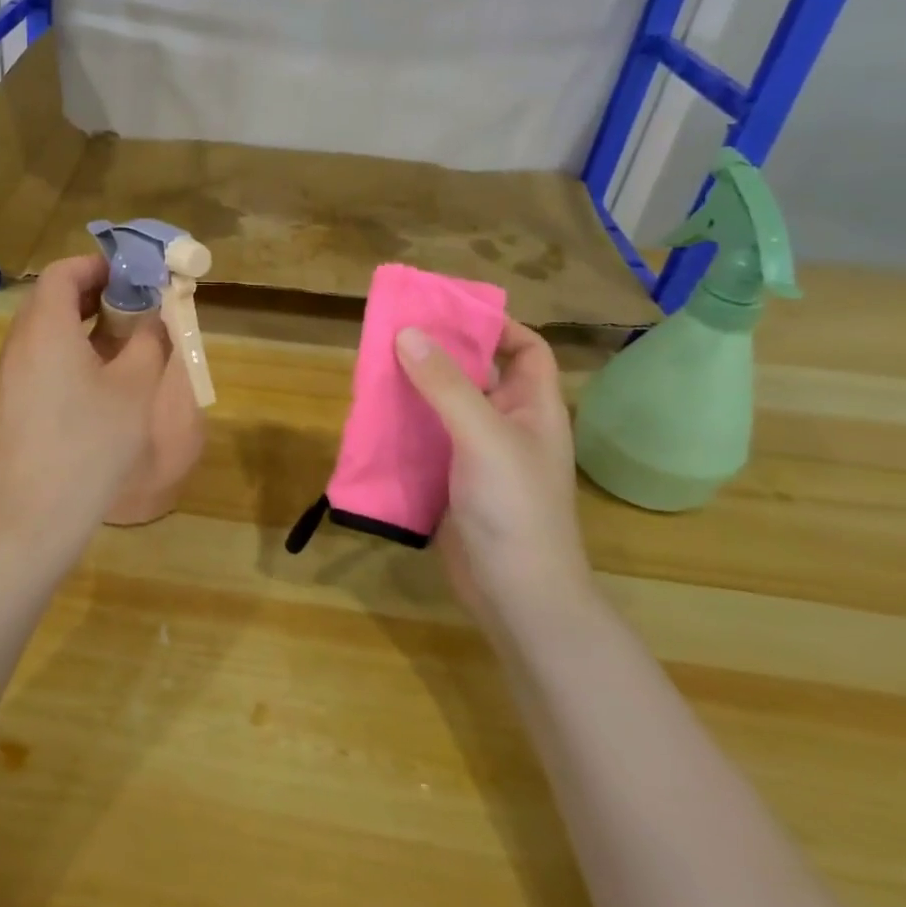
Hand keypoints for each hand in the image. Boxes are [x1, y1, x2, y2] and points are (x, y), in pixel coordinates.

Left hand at [0, 255, 169, 552]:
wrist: (36, 514)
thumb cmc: (92, 443)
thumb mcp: (135, 387)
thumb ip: (150, 340)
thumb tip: (156, 315)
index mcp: (46, 328)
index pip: (62, 272)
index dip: (96, 265)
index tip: (131, 276)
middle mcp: (19, 343)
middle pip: (49, 298)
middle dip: (91, 293)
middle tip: (130, 306)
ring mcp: (8, 375)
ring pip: (41, 330)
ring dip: (78, 324)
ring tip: (118, 341)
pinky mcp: (8, 403)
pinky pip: (36, 358)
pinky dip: (64, 351)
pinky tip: (94, 380)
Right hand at [394, 320, 592, 622]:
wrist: (515, 594)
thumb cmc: (514, 508)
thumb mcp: (482, 436)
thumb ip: (445, 384)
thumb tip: (408, 332)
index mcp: (534, 408)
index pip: (526, 349)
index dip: (495, 326)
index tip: (446, 312)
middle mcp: (508, 426)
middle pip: (476, 375)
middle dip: (438, 355)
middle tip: (392, 335)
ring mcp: (478, 457)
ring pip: (444, 409)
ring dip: (413, 391)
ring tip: (372, 371)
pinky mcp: (450, 483)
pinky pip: (424, 443)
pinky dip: (401, 429)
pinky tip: (371, 421)